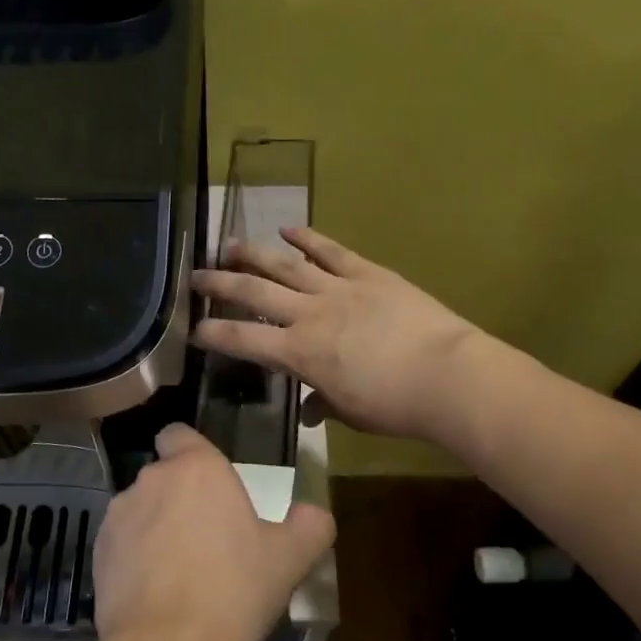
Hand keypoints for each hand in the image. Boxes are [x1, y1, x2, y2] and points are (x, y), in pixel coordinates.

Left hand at [94, 424, 333, 640]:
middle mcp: (151, 480)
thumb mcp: (290, 558)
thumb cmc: (235, 589)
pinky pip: (120, 544)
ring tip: (179, 572)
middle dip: (179, 497)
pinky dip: (133, 559)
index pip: (179, 434)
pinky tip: (154, 595)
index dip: (191, 451)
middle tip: (207, 536)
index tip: (209, 482)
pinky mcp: (97, 554)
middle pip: (163, 475)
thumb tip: (315, 513)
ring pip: (140, 510)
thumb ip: (309, 525)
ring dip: (155, 527)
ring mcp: (118, 516)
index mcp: (196, 467)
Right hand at [191, 227, 480, 443]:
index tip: (194, 328)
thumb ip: (323, 404)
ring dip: (254, 253)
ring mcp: (338, 288)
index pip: (244, 340)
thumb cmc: (395, 405)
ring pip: (286, 265)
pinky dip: (309, 237)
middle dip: (221, 283)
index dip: (214, 332)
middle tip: (196, 275)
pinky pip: (331, 251)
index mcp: (300, 353)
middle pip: (254, 293)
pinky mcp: (367, 273)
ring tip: (229, 243)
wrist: (446, 375)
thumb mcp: (351, 413)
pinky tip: (288, 227)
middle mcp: (309, 314)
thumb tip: (308, 409)